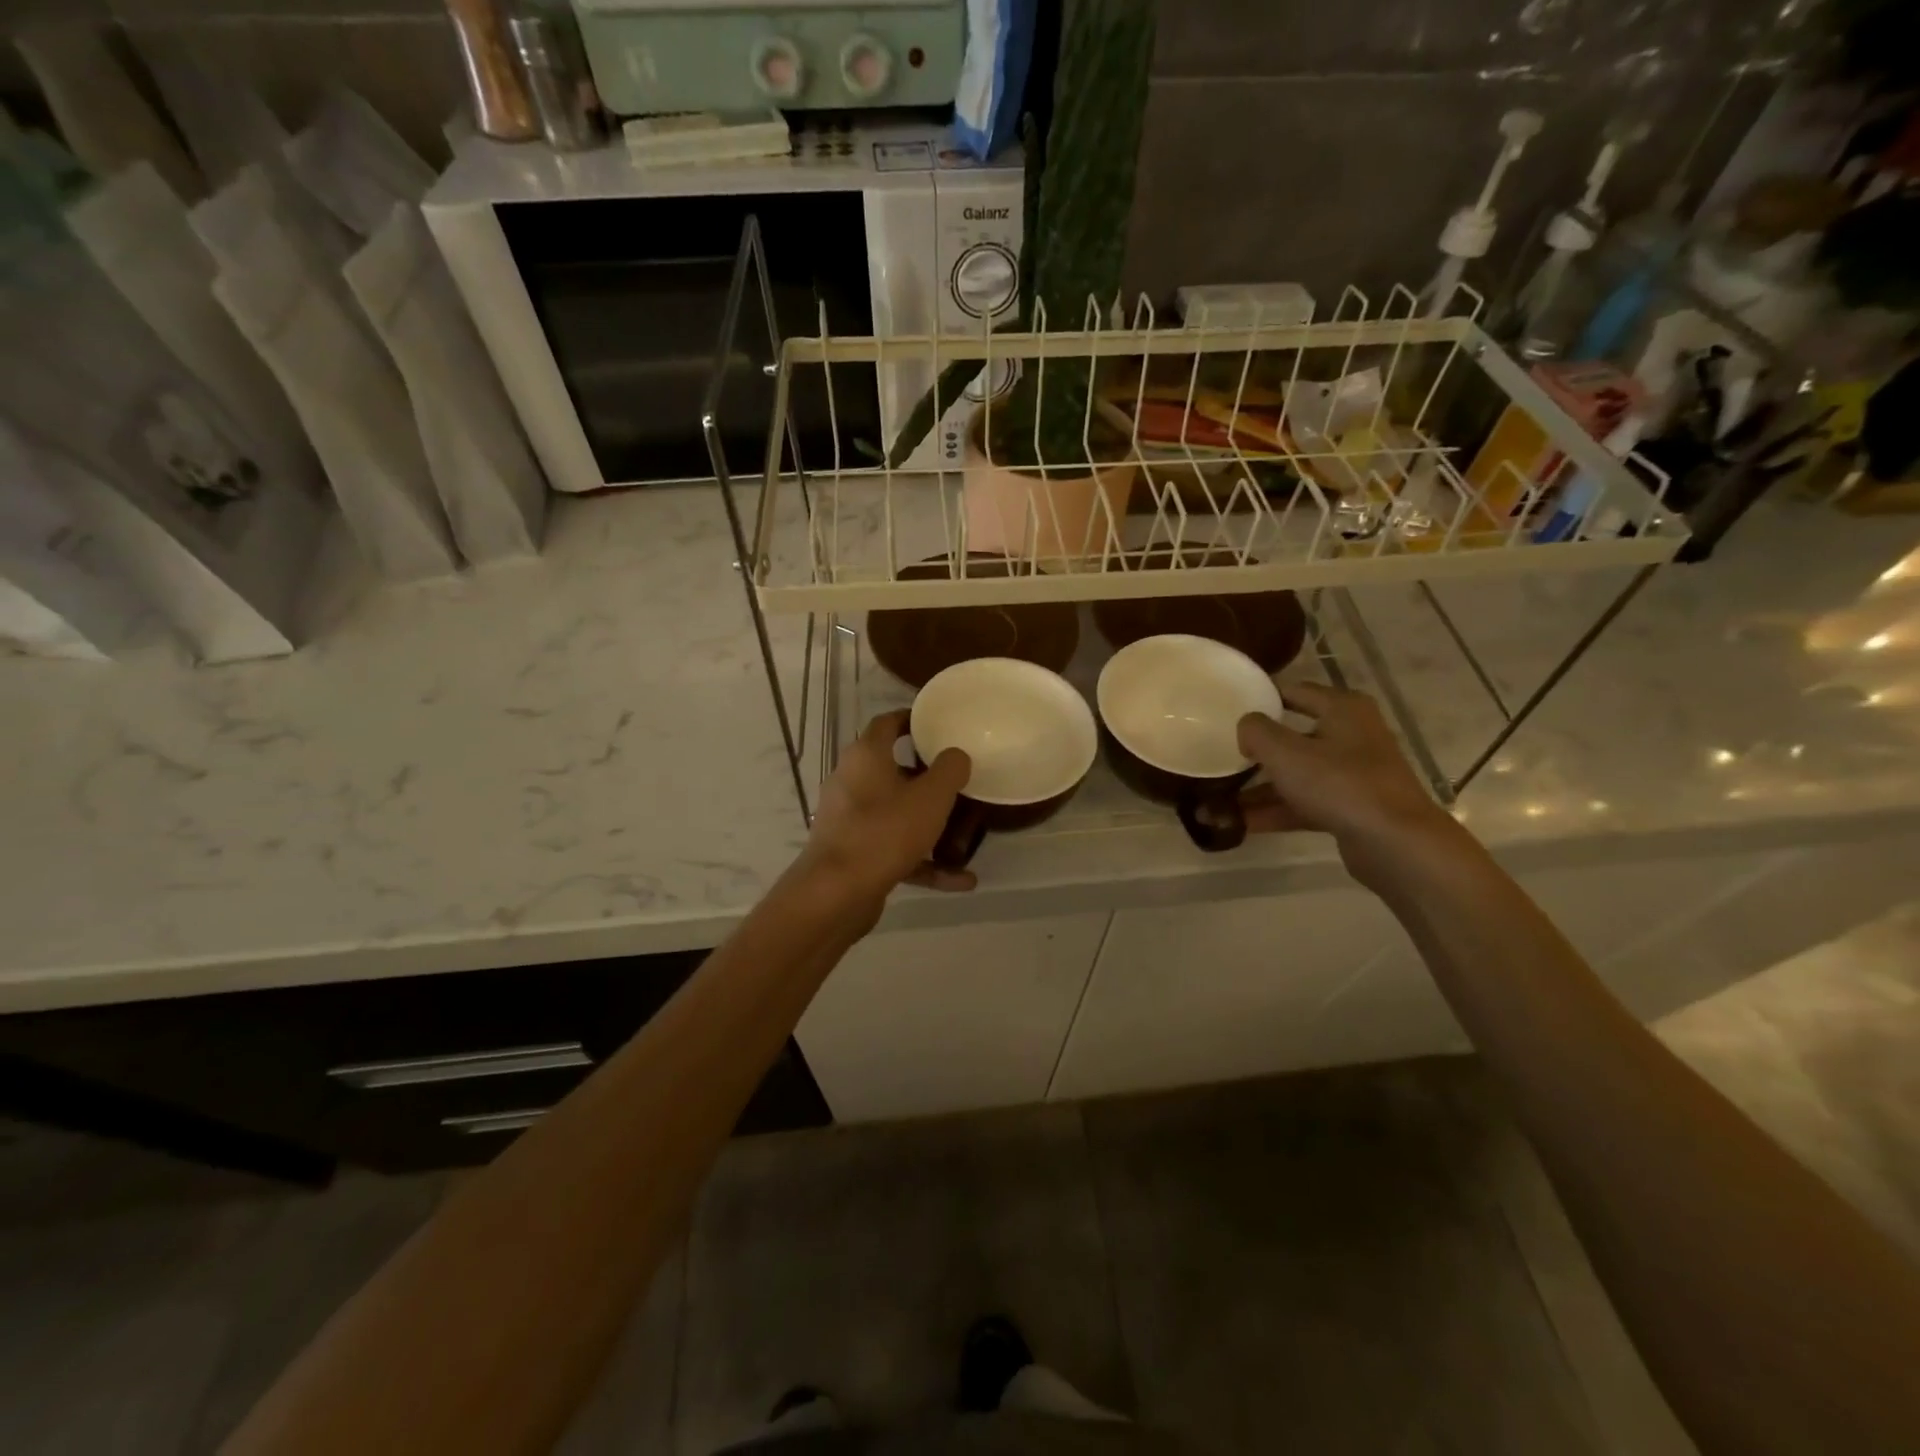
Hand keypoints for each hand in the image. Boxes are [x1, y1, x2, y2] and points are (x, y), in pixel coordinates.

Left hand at [799, 711, 975, 903]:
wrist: (836, 893)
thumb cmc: (885, 831)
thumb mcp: (931, 797)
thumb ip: (950, 770)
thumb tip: (956, 755)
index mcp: (866, 756)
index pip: (887, 723)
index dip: (911, 719)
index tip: (937, 723)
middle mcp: (852, 781)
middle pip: (892, 769)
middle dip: (926, 776)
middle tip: (957, 778)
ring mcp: (850, 819)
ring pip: (896, 813)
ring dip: (929, 824)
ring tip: (964, 833)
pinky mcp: (853, 853)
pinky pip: (894, 848)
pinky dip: (923, 860)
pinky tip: (960, 879)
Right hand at [1236, 682, 1460, 888]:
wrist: (1395, 843)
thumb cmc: (1339, 783)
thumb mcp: (1285, 752)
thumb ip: (1256, 731)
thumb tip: (1247, 727)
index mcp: (1343, 709)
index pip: (1295, 691)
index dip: (1262, 698)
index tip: (1228, 709)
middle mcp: (1353, 735)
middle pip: (1294, 736)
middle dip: (1258, 750)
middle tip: (1223, 755)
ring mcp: (1355, 774)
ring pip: (1299, 774)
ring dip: (1262, 786)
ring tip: (1222, 798)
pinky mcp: (1353, 807)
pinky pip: (1306, 802)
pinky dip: (1278, 810)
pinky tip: (1243, 822)